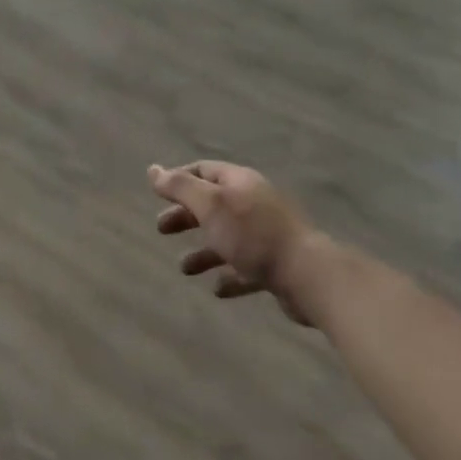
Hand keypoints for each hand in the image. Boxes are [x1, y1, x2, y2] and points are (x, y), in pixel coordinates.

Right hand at [149, 162, 324, 324]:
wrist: (306, 274)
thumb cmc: (252, 234)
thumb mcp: (210, 205)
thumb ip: (180, 187)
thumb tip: (153, 170)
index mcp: (239, 183)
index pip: (203, 171)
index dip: (179, 179)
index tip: (158, 194)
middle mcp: (253, 203)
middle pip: (213, 205)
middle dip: (186, 216)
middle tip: (161, 229)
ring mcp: (267, 235)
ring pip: (228, 238)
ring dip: (204, 251)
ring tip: (185, 268)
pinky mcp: (276, 265)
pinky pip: (246, 268)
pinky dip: (229, 275)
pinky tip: (217, 289)